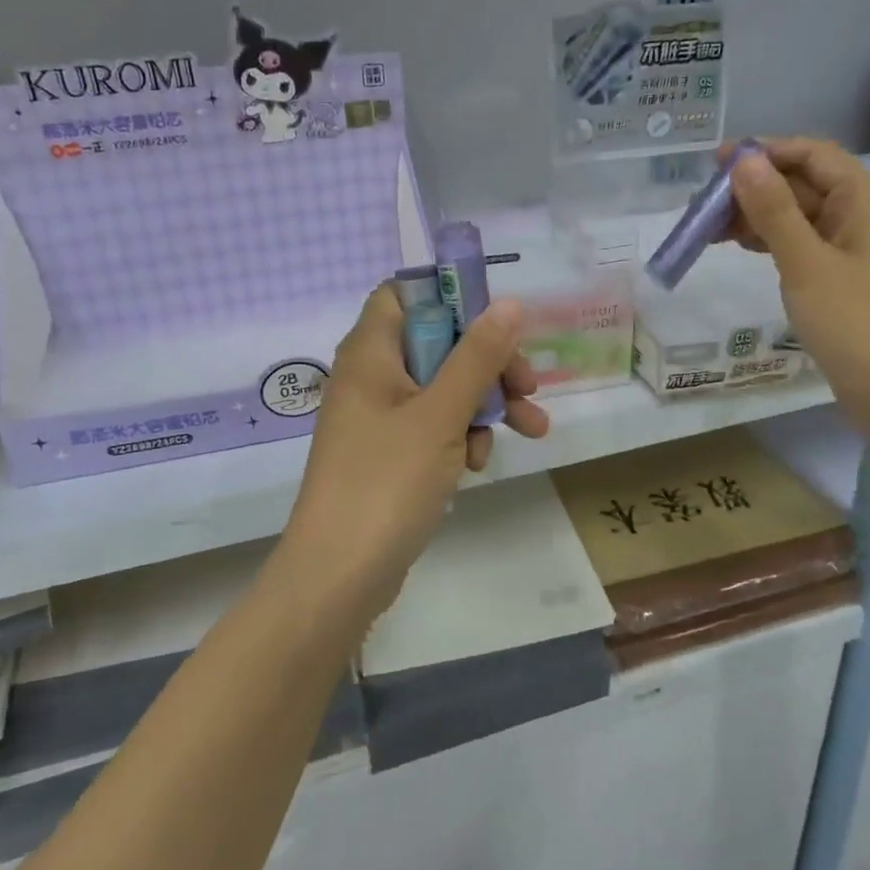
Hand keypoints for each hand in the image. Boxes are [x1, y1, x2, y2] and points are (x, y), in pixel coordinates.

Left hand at [276, 285, 548, 627]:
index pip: (404, 294)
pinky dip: (460, 437)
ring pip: (443, 389)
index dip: (450, 298)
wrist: (339, 575)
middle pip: (437, 344)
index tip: (497, 321)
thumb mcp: (440, 414)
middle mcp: (371, 376)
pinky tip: (476, 466)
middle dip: (489, 363)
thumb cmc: (386, 482)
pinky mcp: (389, 454)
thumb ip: (476, 357)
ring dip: (485, 405)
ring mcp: (379, 418)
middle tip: (529, 386)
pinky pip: (433, 427)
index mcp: (370, 352)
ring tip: (530, 431)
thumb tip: (508, 303)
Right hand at [722, 137, 869, 437]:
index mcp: (862, 199)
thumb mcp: (805, 262)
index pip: (811, 154)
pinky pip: (799, 242)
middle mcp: (859, 214)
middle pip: (801, 183)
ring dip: (755, 215)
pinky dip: (769, 240)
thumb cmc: (853, 321)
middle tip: (702, 204)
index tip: (717, 163)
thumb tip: (744, 160)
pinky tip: (739, 247)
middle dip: (753, 187)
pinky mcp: (839, 275)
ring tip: (709, 228)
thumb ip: (774, 209)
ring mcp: (850, 246)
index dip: (765, 152)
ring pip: (796, 214)